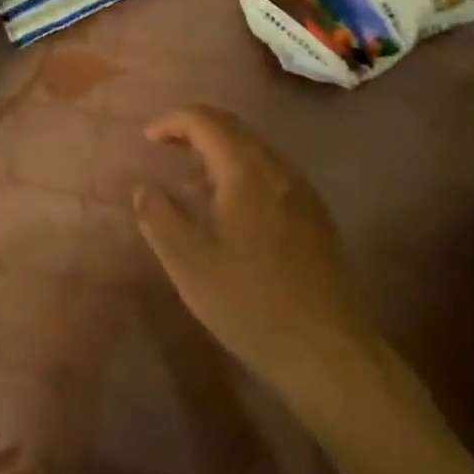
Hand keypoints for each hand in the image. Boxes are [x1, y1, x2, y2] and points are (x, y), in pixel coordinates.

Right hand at [134, 107, 378, 402]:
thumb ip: (159, 217)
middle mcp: (278, 168)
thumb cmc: (251, 304)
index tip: (147, 140)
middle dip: (195, 128)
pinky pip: (272, 171)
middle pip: (233, 126)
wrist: (328, 352)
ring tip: (193, 182)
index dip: (172, 122)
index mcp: (246, 171)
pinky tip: (233, 209)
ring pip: (255, 148)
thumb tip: (144, 187)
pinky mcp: (316, 214)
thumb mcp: (189, 265)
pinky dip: (242, 170)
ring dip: (220, 150)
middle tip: (166, 148)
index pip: (205, 120)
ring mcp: (302, 190)